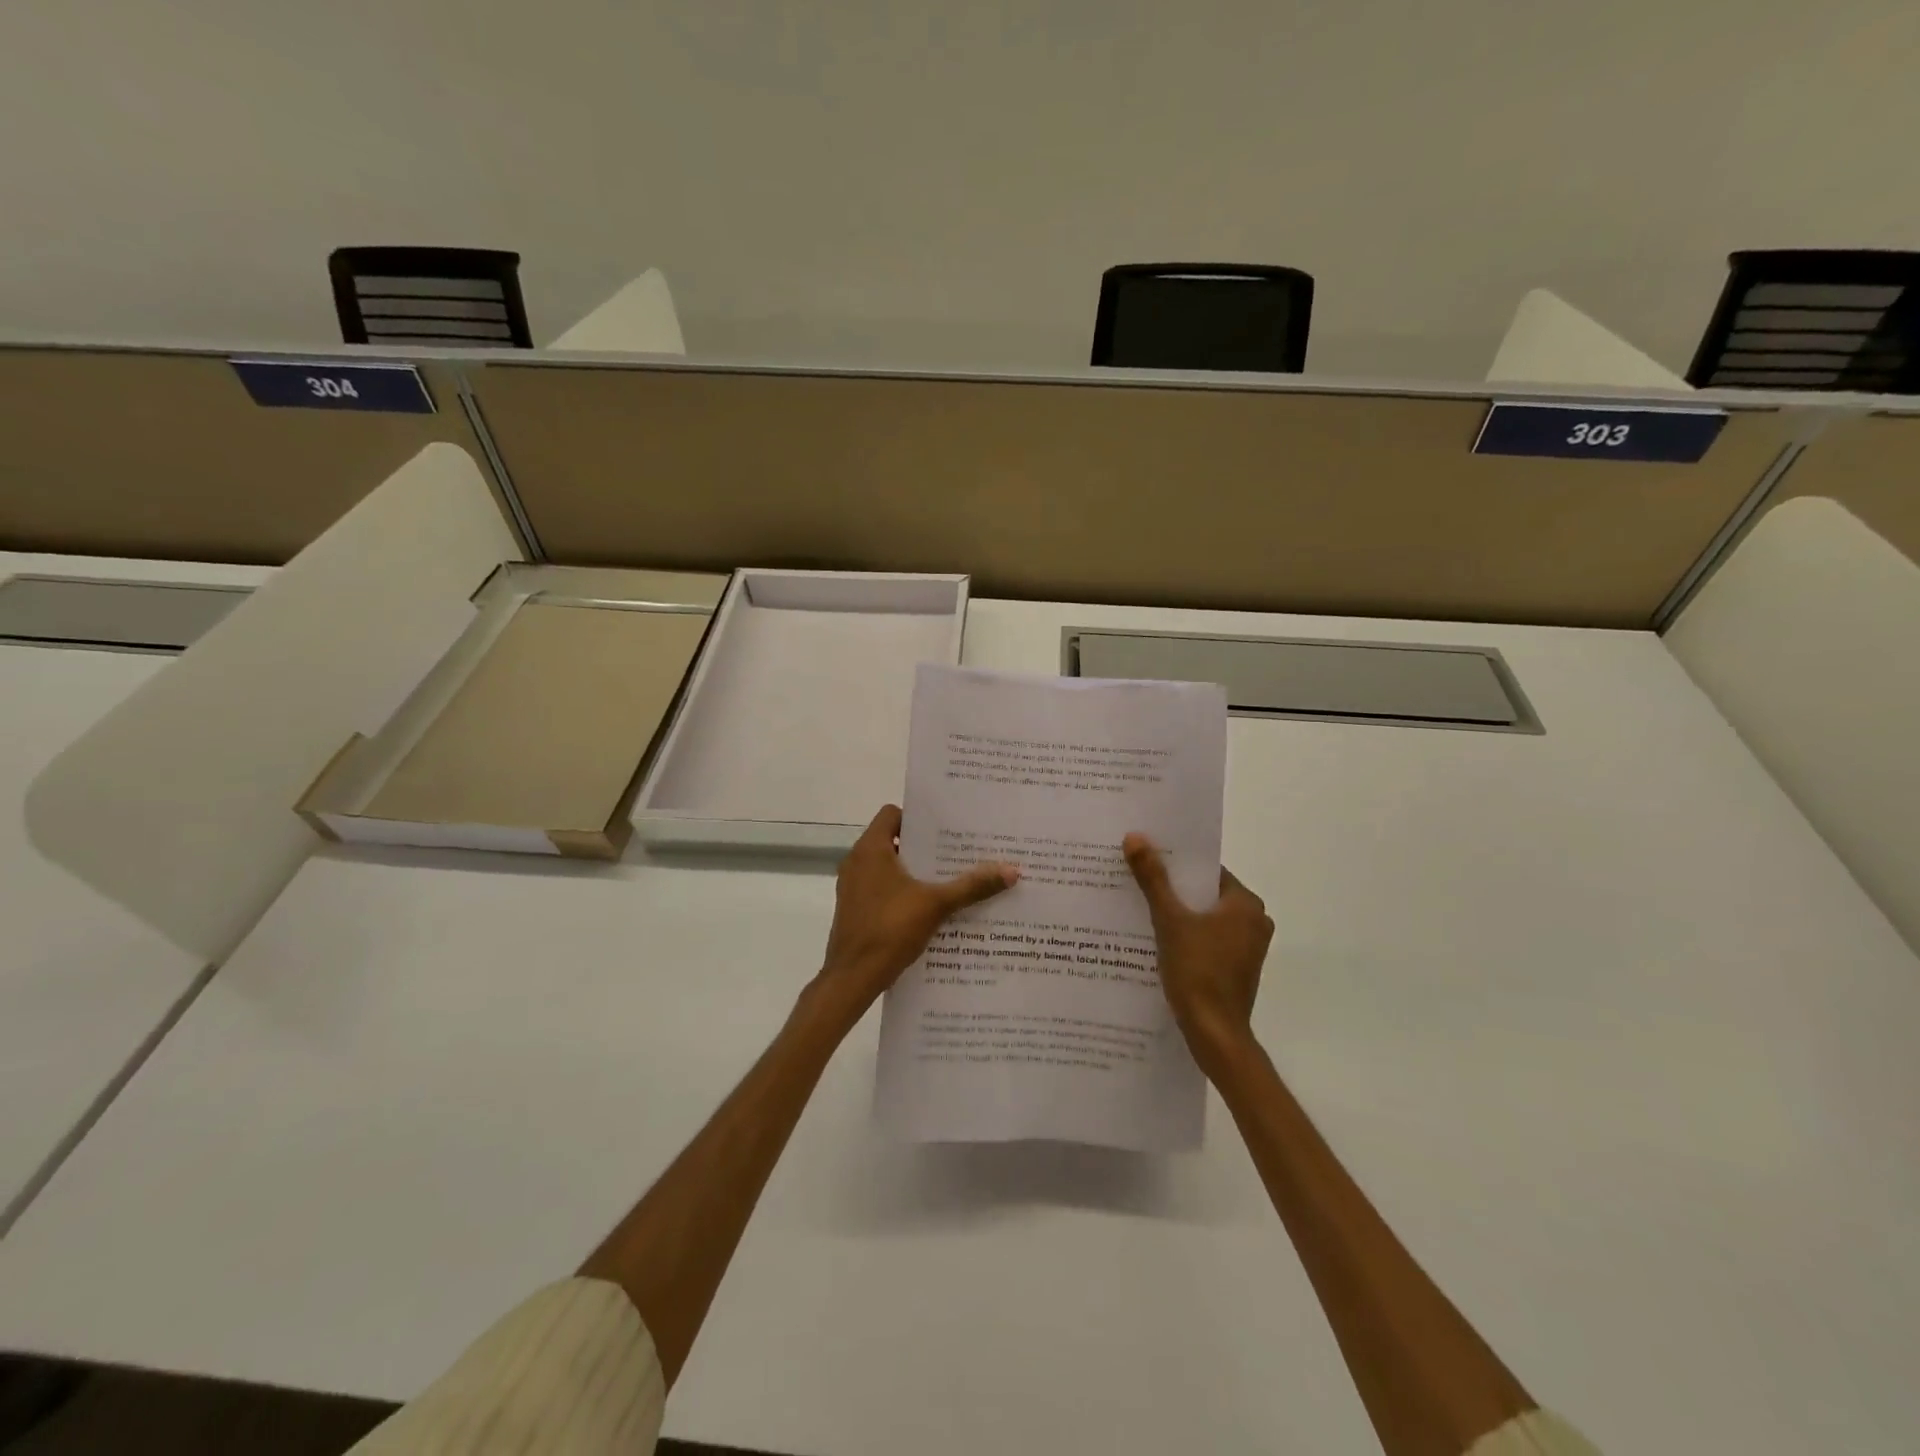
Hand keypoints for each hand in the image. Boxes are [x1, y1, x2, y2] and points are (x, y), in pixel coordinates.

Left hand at [814, 805, 1018, 1020]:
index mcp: (871, 849)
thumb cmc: (890, 929)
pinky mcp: (854, 909)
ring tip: (950, 879)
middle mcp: (857, 861)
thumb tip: (1012, 871)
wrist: (852, 978)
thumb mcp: (936, 905)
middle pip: (894, 840)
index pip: (892, 814)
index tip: (946, 828)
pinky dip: (903, 891)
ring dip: (915, 872)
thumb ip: (972, 886)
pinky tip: (930, 908)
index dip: (918, 817)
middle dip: (925, 847)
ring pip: (888, 867)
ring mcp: (852, 887)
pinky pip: (882, 889)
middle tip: (958, 852)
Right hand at [1123, 833, 1272, 1069]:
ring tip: (1141, 908)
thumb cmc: (1197, 971)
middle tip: (1138, 880)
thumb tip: (1135, 837)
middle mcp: (1255, 921)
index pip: (1207, 871)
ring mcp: (1248, 948)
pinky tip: (1158, 939)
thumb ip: (1153, 878)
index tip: (1147, 860)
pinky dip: (1188, 937)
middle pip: (1206, 894)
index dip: (1176, 865)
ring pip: (1207, 919)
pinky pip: (1209, 940)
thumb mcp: (1170, 920)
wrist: (1214, 1034)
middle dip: (1174, 889)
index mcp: (1245, 903)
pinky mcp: (1237, 969)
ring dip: (1179, 914)